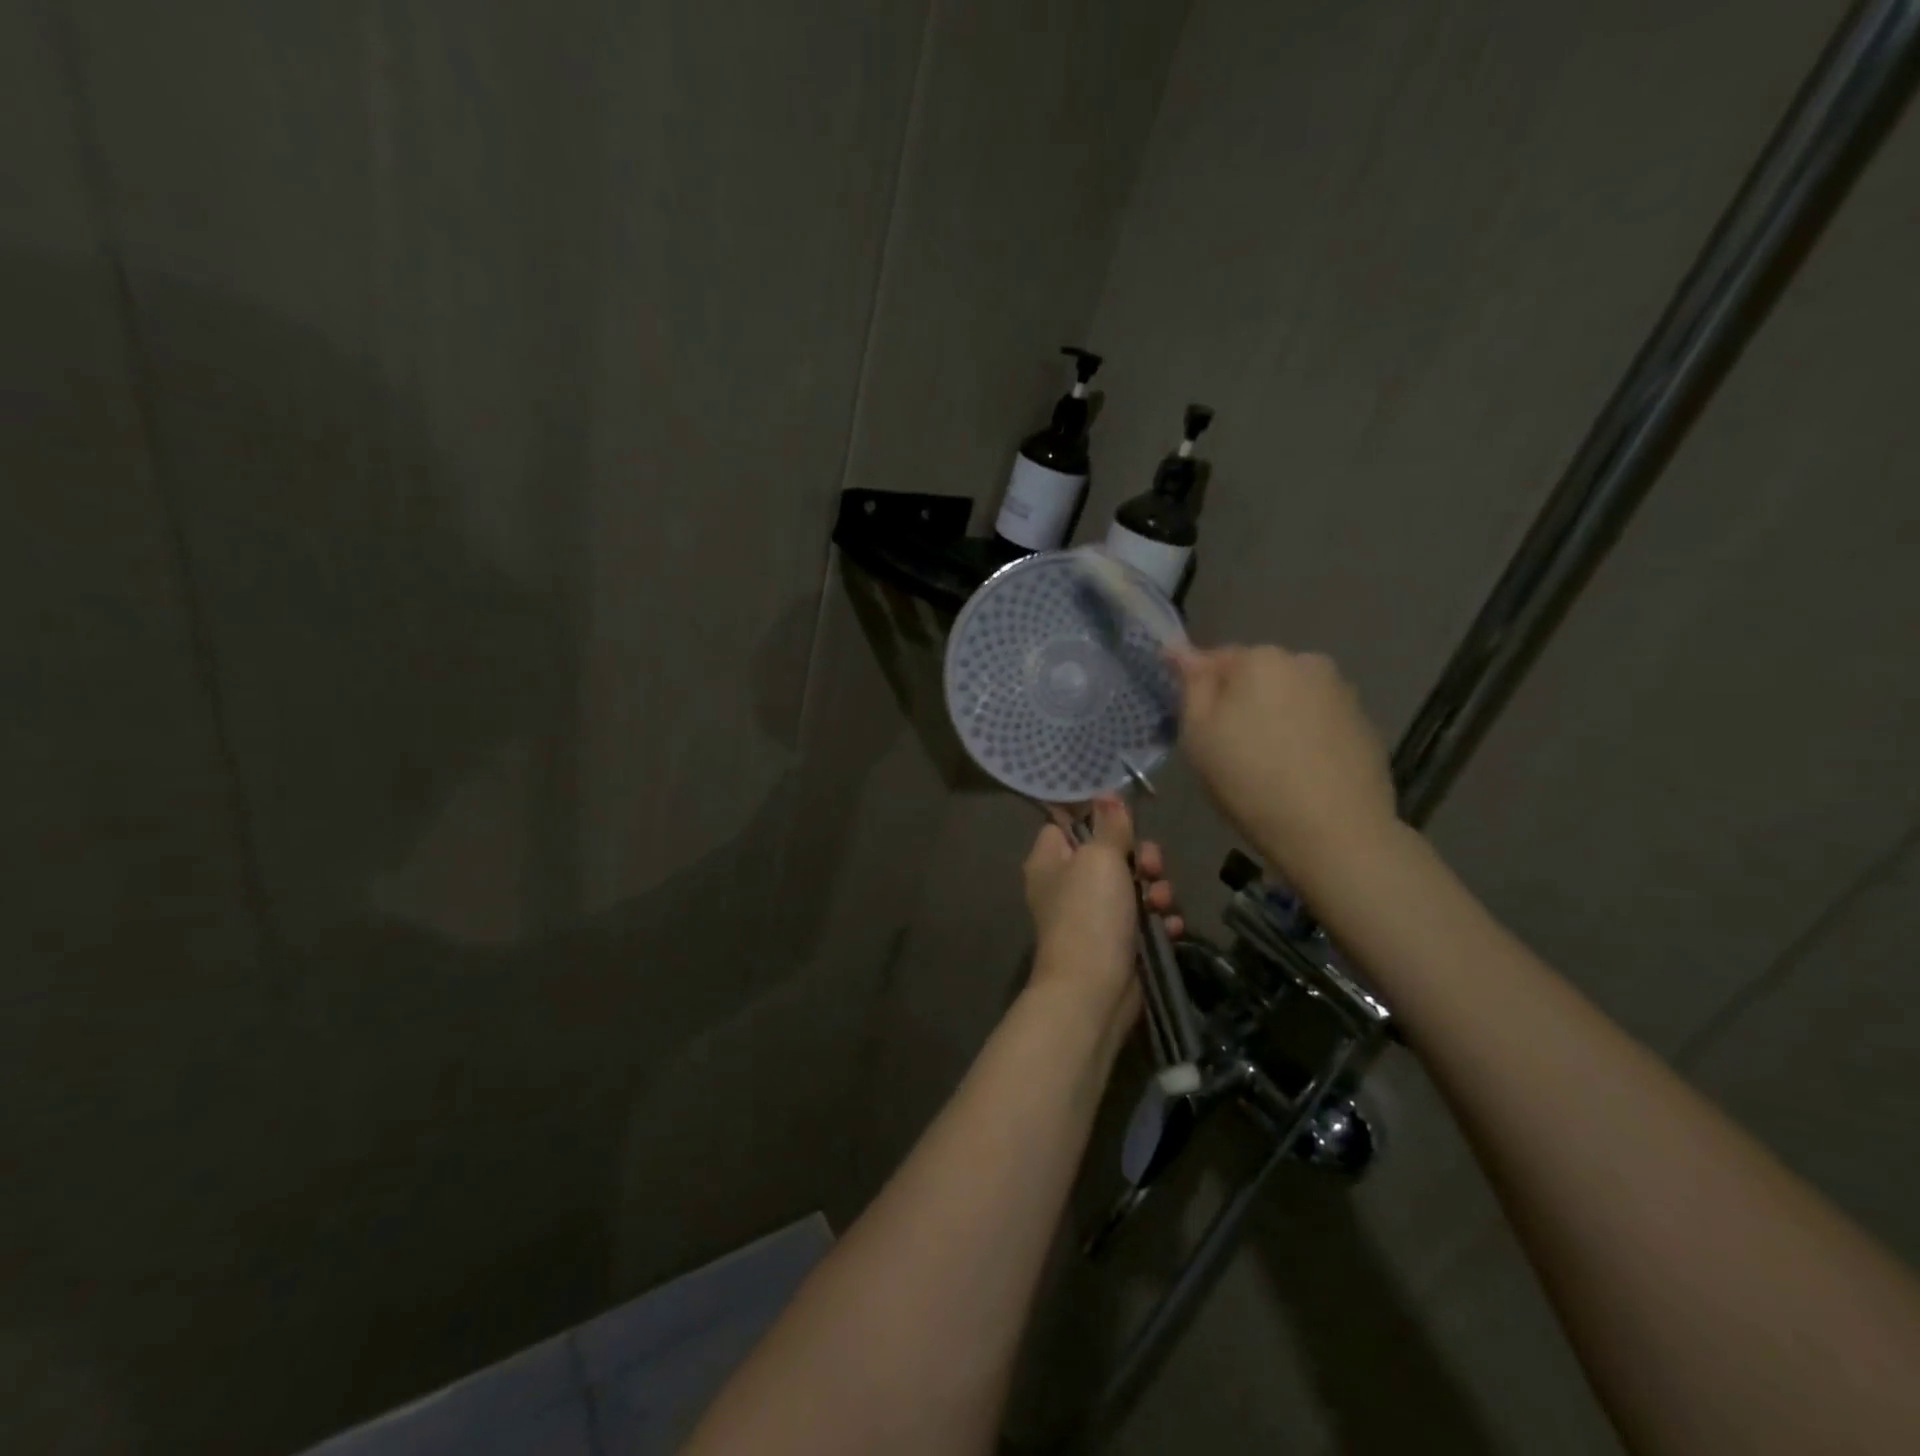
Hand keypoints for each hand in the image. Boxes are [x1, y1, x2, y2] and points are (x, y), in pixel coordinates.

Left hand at [1022, 797, 1180, 1016]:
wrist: (1094, 991)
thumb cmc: (1089, 914)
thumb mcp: (1099, 858)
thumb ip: (1108, 826)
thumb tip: (1106, 794)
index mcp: (1050, 861)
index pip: (1066, 824)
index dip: (1095, 818)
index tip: (1123, 816)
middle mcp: (1067, 885)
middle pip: (1109, 853)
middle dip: (1140, 857)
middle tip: (1150, 865)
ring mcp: (1092, 916)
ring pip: (1132, 885)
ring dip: (1154, 890)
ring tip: (1159, 901)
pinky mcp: (1117, 942)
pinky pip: (1144, 919)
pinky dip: (1158, 921)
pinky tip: (1168, 926)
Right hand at [1172, 644, 1399, 893]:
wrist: (1335, 832)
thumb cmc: (1250, 780)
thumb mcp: (1199, 734)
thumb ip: (1192, 685)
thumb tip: (1181, 650)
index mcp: (1260, 658)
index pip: (1215, 658)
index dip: (1200, 690)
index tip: (1195, 722)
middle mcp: (1305, 661)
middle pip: (1257, 675)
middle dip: (1241, 700)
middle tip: (1228, 747)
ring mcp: (1341, 691)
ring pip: (1290, 696)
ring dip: (1275, 716)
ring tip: (1267, 762)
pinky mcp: (1364, 723)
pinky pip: (1318, 719)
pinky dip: (1304, 734)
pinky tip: (1299, 770)